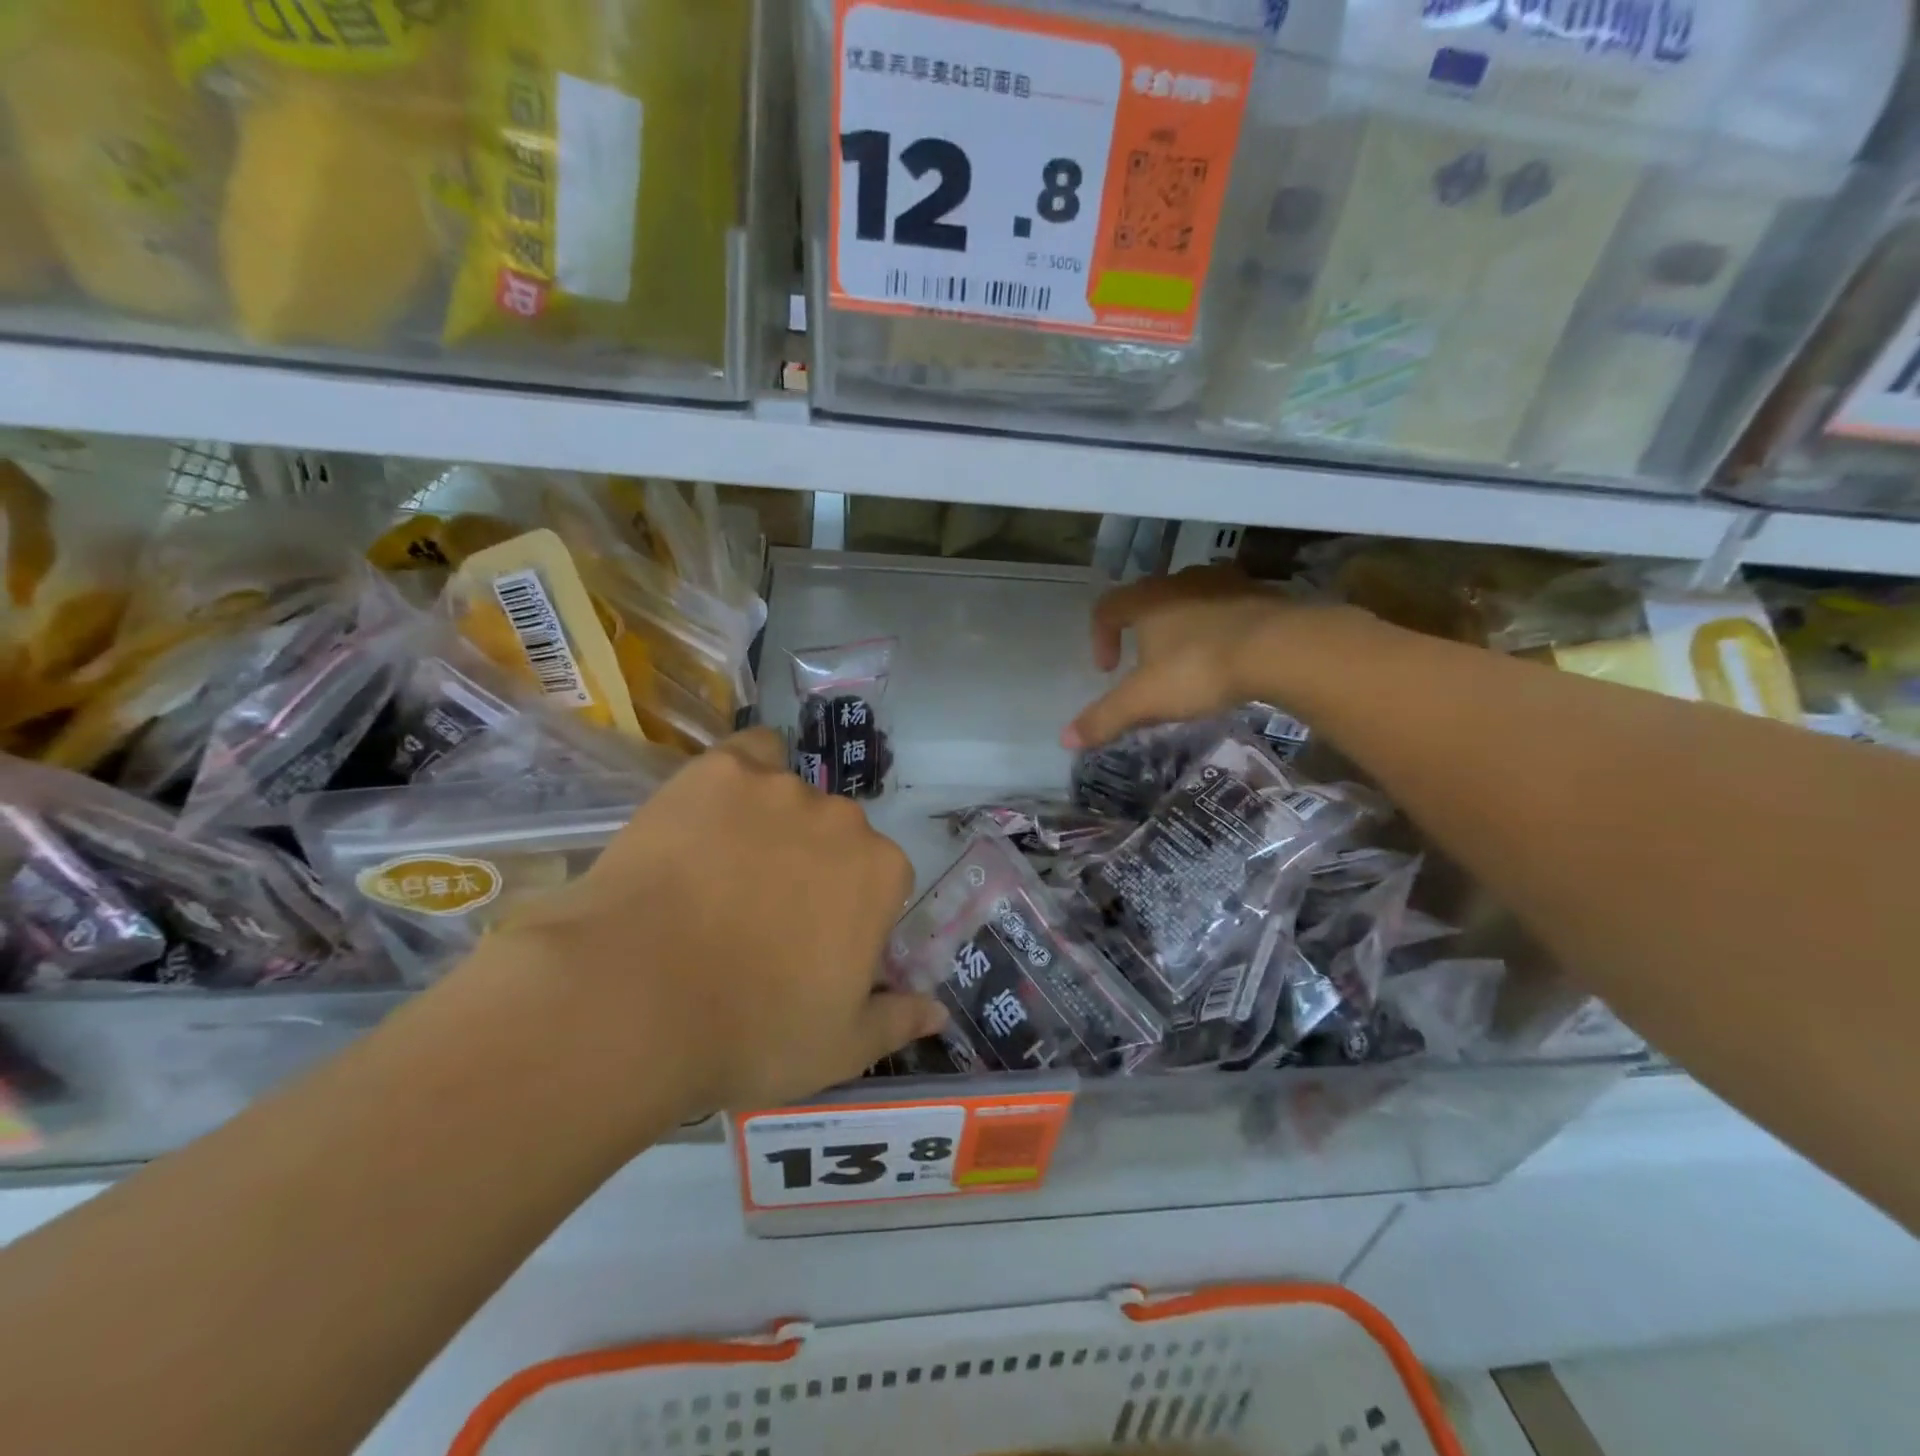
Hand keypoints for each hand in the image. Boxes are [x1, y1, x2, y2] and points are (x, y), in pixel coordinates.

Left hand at [469, 729, 944, 1118]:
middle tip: (761, 913)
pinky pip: (750, 753)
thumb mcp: (839, 1049)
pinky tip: (715, 806)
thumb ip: (897, 1020)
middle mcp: (841, 819)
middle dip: (812, 866)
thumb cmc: (750, 1032)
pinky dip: (745, 772)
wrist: (634, 998)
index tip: (811, 944)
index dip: (850, 912)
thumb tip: (938, 1010)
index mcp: (880, 873)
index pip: (880, 879)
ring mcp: (779, 788)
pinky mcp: (718, 770)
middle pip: (836, 835)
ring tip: (722, 870)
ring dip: (773, 824)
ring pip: (791, 796)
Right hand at [1064, 565, 1378, 748]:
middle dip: (1143, 629)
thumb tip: (1064, 740)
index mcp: (1147, 600)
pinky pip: (1230, 606)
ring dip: (1184, 624)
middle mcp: (1181, 582)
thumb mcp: (1144, 701)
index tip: (1108, 669)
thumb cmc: (1200, 669)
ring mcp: (1225, 583)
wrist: (1281, 649)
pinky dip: (1222, 626)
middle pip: (1150, 598)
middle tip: (1149, 664)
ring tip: (1190, 658)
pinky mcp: (1262, 593)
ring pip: (1193, 598)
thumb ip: (1104, 718)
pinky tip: (1231, 656)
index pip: (1108, 607)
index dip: (1100, 636)